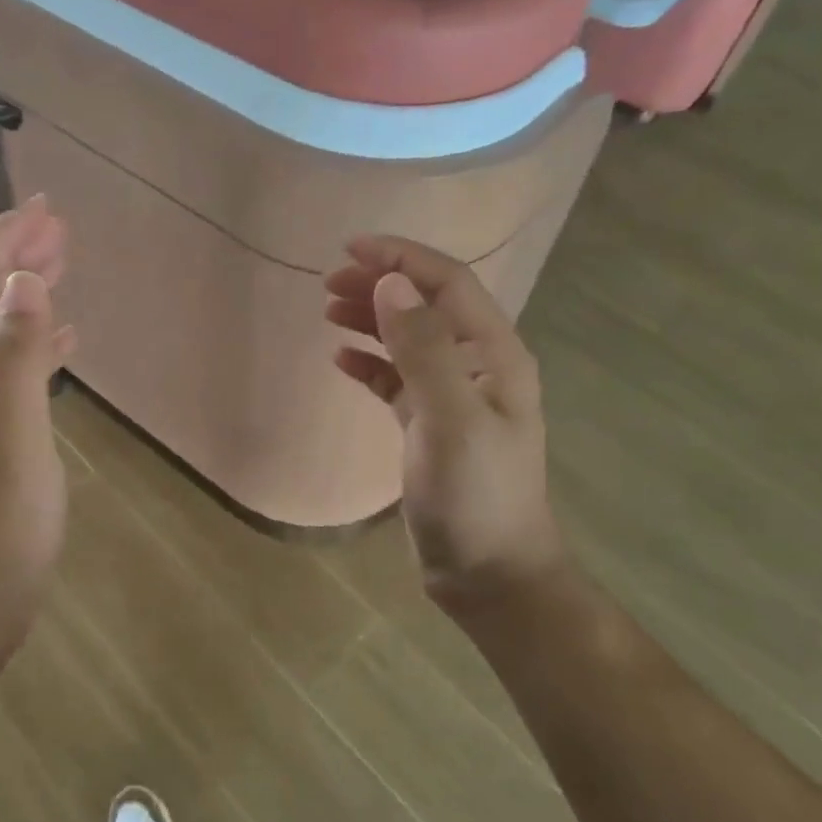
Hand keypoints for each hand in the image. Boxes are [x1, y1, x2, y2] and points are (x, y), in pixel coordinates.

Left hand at [0, 197, 76, 674]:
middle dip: (10, 258)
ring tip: (61, 266)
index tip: (45, 209)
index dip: (0, 241)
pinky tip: (61, 341)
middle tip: (60, 228)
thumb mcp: (9, 448)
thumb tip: (23, 281)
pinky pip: (2, 372)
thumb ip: (13, 362)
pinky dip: (30, 345)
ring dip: (21, 295)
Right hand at [325, 236, 568, 618]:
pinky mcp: (430, 427)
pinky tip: (340, 359)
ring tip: (327, 310)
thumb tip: (389, 284)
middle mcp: (477, 367)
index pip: (448, 284)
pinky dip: (370, 364)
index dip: (402, 258)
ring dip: (371, 320)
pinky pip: (397, 380)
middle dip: (380, 285)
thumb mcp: (450, 420)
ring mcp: (454, 398)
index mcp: (494, 355)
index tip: (350, 248)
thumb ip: (423, 349)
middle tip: (328, 283)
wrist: (489, 573)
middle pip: (426, 306)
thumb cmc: (476, 496)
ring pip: (408, 340)